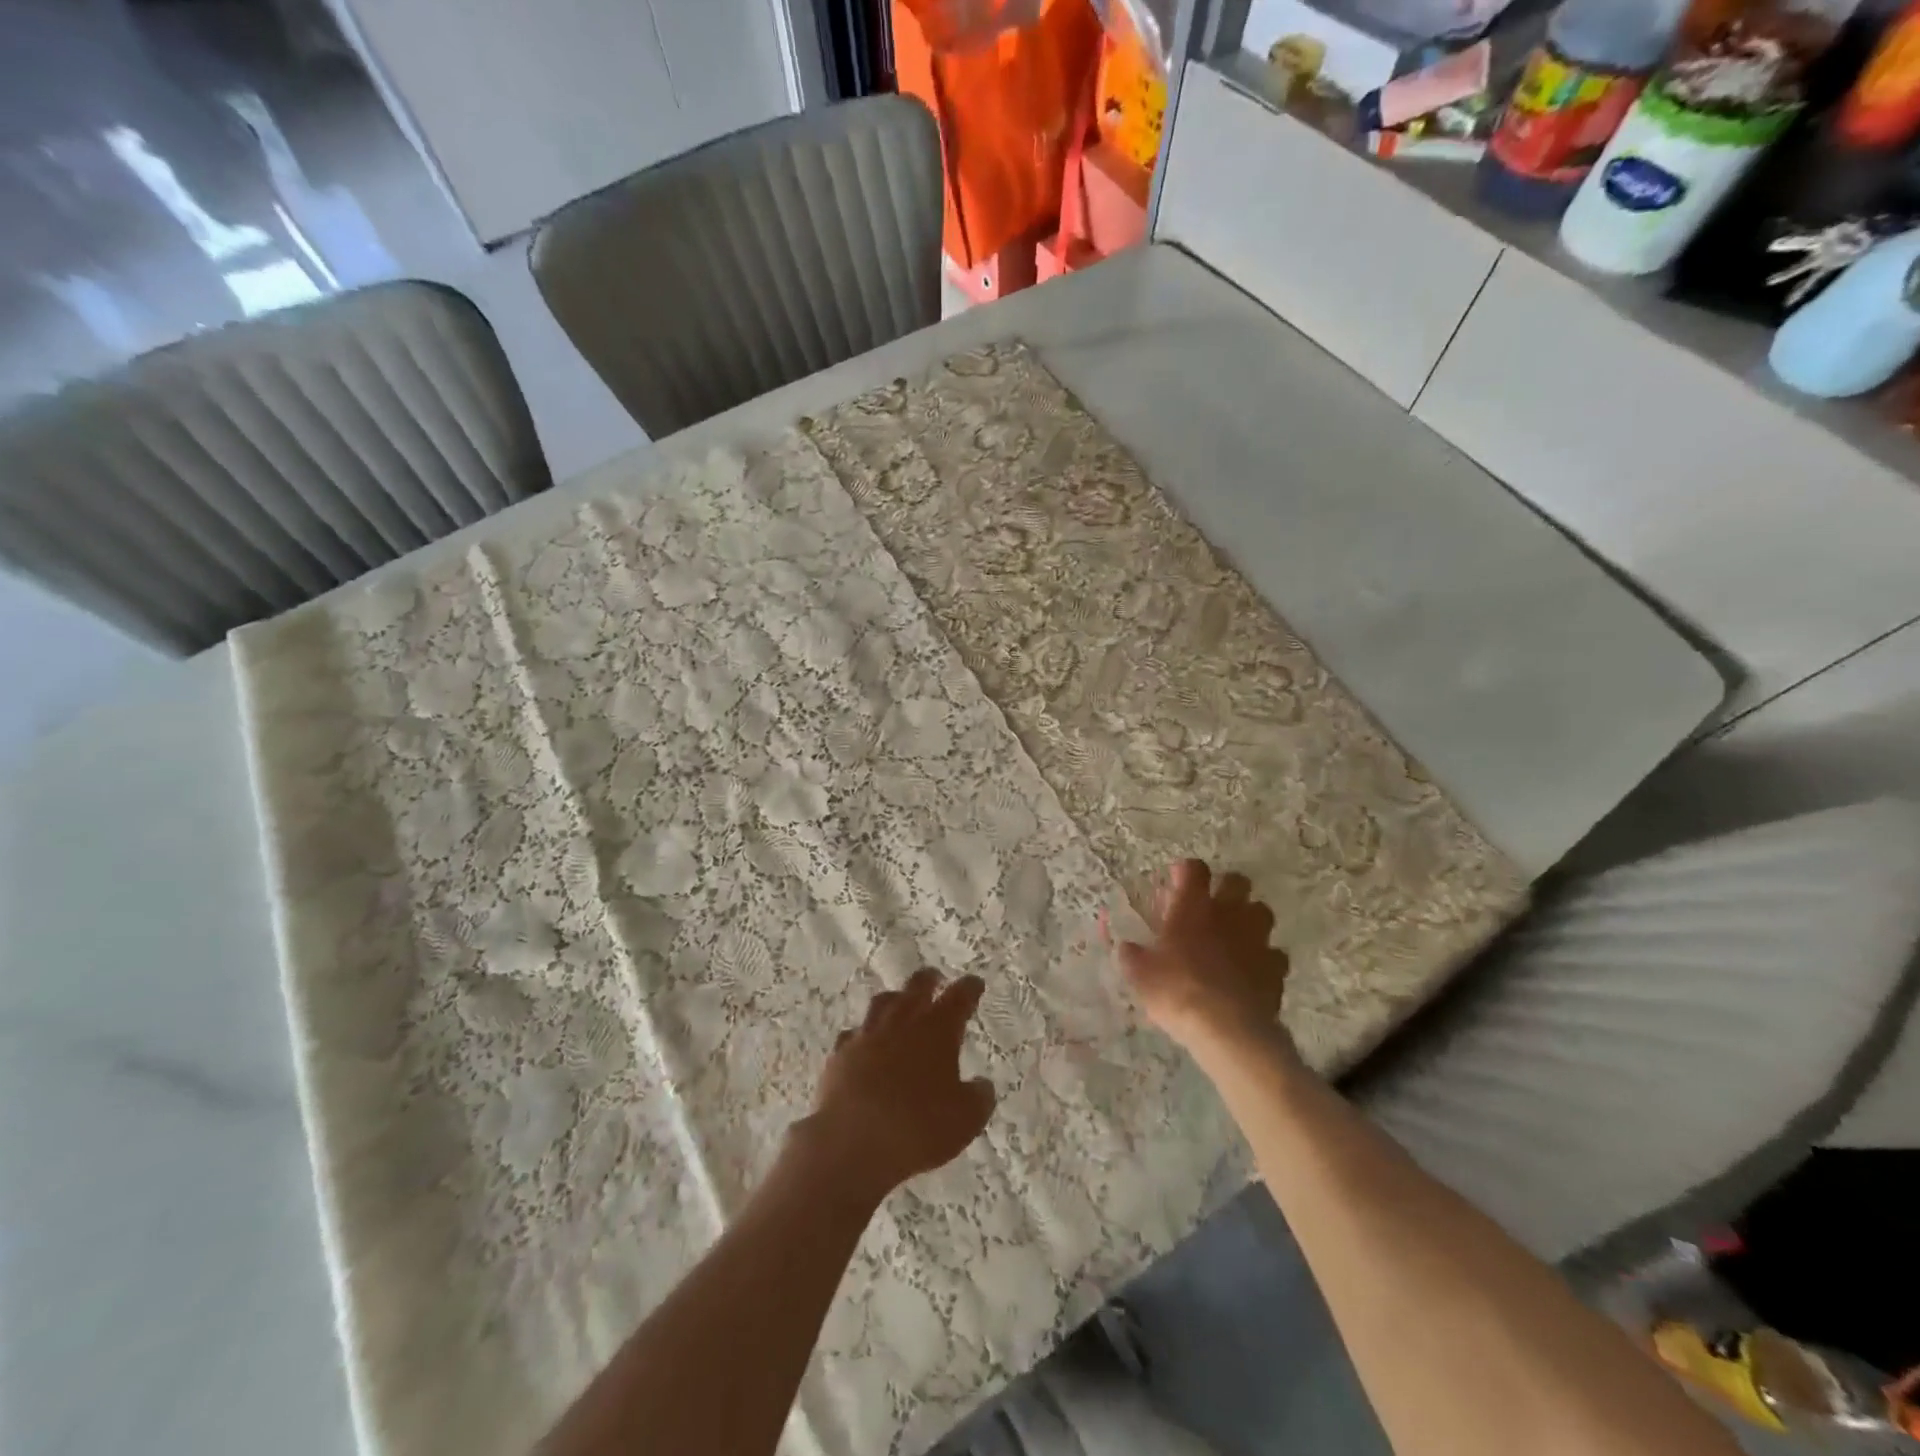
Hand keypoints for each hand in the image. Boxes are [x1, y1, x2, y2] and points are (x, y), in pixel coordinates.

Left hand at [800, 969, 996, 1199]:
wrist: (853, 1142)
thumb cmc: (918, 1128)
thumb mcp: (965, 1120)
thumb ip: (979, 1097)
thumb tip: (982, 1085)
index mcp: (937, 1030)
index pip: (959, 997)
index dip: (969, 989)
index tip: (975, 984)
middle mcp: (902, 1022)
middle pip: (917, 987)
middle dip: (929, 980)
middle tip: (936, 978)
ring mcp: (867, 1035)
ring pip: (883, 1003)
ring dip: (895, 999)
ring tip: (900, 1003)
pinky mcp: (840, 1054)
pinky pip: (854, 1034)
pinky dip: (864, 1034)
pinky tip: (865, 1043)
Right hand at [1108, 859, 1291, 1054]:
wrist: (1226, 1028)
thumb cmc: (1176, 991)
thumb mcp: (1140, 975)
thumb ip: (1132, 956)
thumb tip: (1126, 948)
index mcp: (1192, 907)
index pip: (1194, 869)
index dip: (1186, 871)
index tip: (1177, 881)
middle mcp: (1228, 914)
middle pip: (1237, 881)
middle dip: (1226, 888)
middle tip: (1211, 906)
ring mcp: (1256, 939)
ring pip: (1262, 911)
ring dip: (1249, 919)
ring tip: (1235, 936)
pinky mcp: (1276, 968)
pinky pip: (1275, 953)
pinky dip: (1264, 958)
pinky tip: (1252, 971)